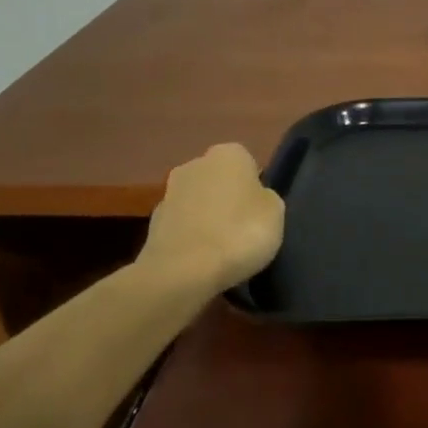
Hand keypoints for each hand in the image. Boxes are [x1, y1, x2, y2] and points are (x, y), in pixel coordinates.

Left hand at [133, 144, 284, 294]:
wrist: (182, 273)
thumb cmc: (240, 233)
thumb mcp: (276, 213)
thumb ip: (265, 198)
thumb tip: (254, 199)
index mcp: (229, 154)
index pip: (248, 163)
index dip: (255, 187)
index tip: (260, 211)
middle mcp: (194, 164)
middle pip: (218, 180)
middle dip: (227, 198)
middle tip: (243, 228)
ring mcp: (168, 194)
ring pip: (197, 202)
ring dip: (207, 218)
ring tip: (222, 249)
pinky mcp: (151, 225)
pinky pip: (182, 226)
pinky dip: (191, 238)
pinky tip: (201, 260)